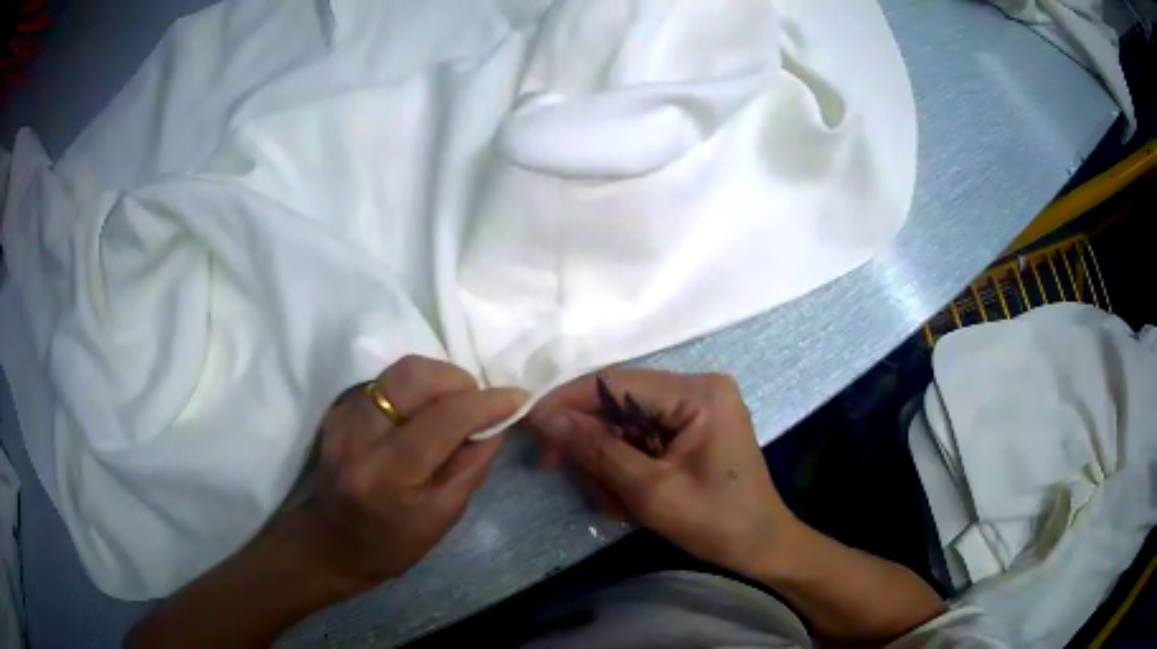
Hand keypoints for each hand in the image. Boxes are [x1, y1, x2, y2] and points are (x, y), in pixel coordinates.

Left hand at [304, 355, 524, 583]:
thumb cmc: (392, 543)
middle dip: (458, 379)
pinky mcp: (338, 409)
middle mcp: (359, 435)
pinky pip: (385, 382)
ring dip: (437, 381)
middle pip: (415, 375)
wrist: (332, 542)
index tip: (516, 398)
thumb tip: (496, 424)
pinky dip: (414, 390)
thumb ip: (471, 467)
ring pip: (400, 371)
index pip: (444, 418)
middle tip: (476, 402)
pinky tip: (420, 416)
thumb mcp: (442, 518)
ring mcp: (343, 417)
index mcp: (388, 475)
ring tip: (452, 407)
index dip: (486, 402)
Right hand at [526, 368, 796, 577]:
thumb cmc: (715, 522)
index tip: (532, 424)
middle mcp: (698, 388)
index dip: (569, 400)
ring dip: (607, 460)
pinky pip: (643, 436)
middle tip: (561, 471)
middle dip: (590, 441)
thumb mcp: (650, 491)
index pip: (617, 382)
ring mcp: (697, 407)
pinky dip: (625, 465)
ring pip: (626, 422)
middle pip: (620, 401)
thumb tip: (545, 417)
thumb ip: (597, 450)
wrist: (759, 548)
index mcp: (699, 393)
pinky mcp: (693, 427)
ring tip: (614, 502)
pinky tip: (627, 497)